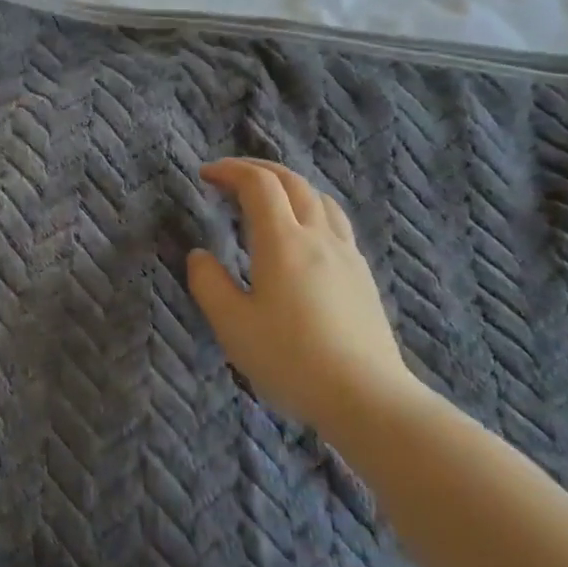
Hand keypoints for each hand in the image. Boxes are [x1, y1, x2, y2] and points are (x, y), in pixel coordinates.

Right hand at [187, 158, 426, 433]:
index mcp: (282, 242)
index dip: (230, 170)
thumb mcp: (232, 325)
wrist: (367, 398)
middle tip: (229, 176)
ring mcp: (346, 254)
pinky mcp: (362, 275)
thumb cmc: (290, 359)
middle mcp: (317, 237)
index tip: (205, 174)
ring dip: (287, 185)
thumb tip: (200, 255)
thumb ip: (208, 283)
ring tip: (266, 198)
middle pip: (291, 181)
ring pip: (319, 198)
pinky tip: (302, 233)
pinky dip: (309, 207)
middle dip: (257, 169)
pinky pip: (335, 221)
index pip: (258, 184)